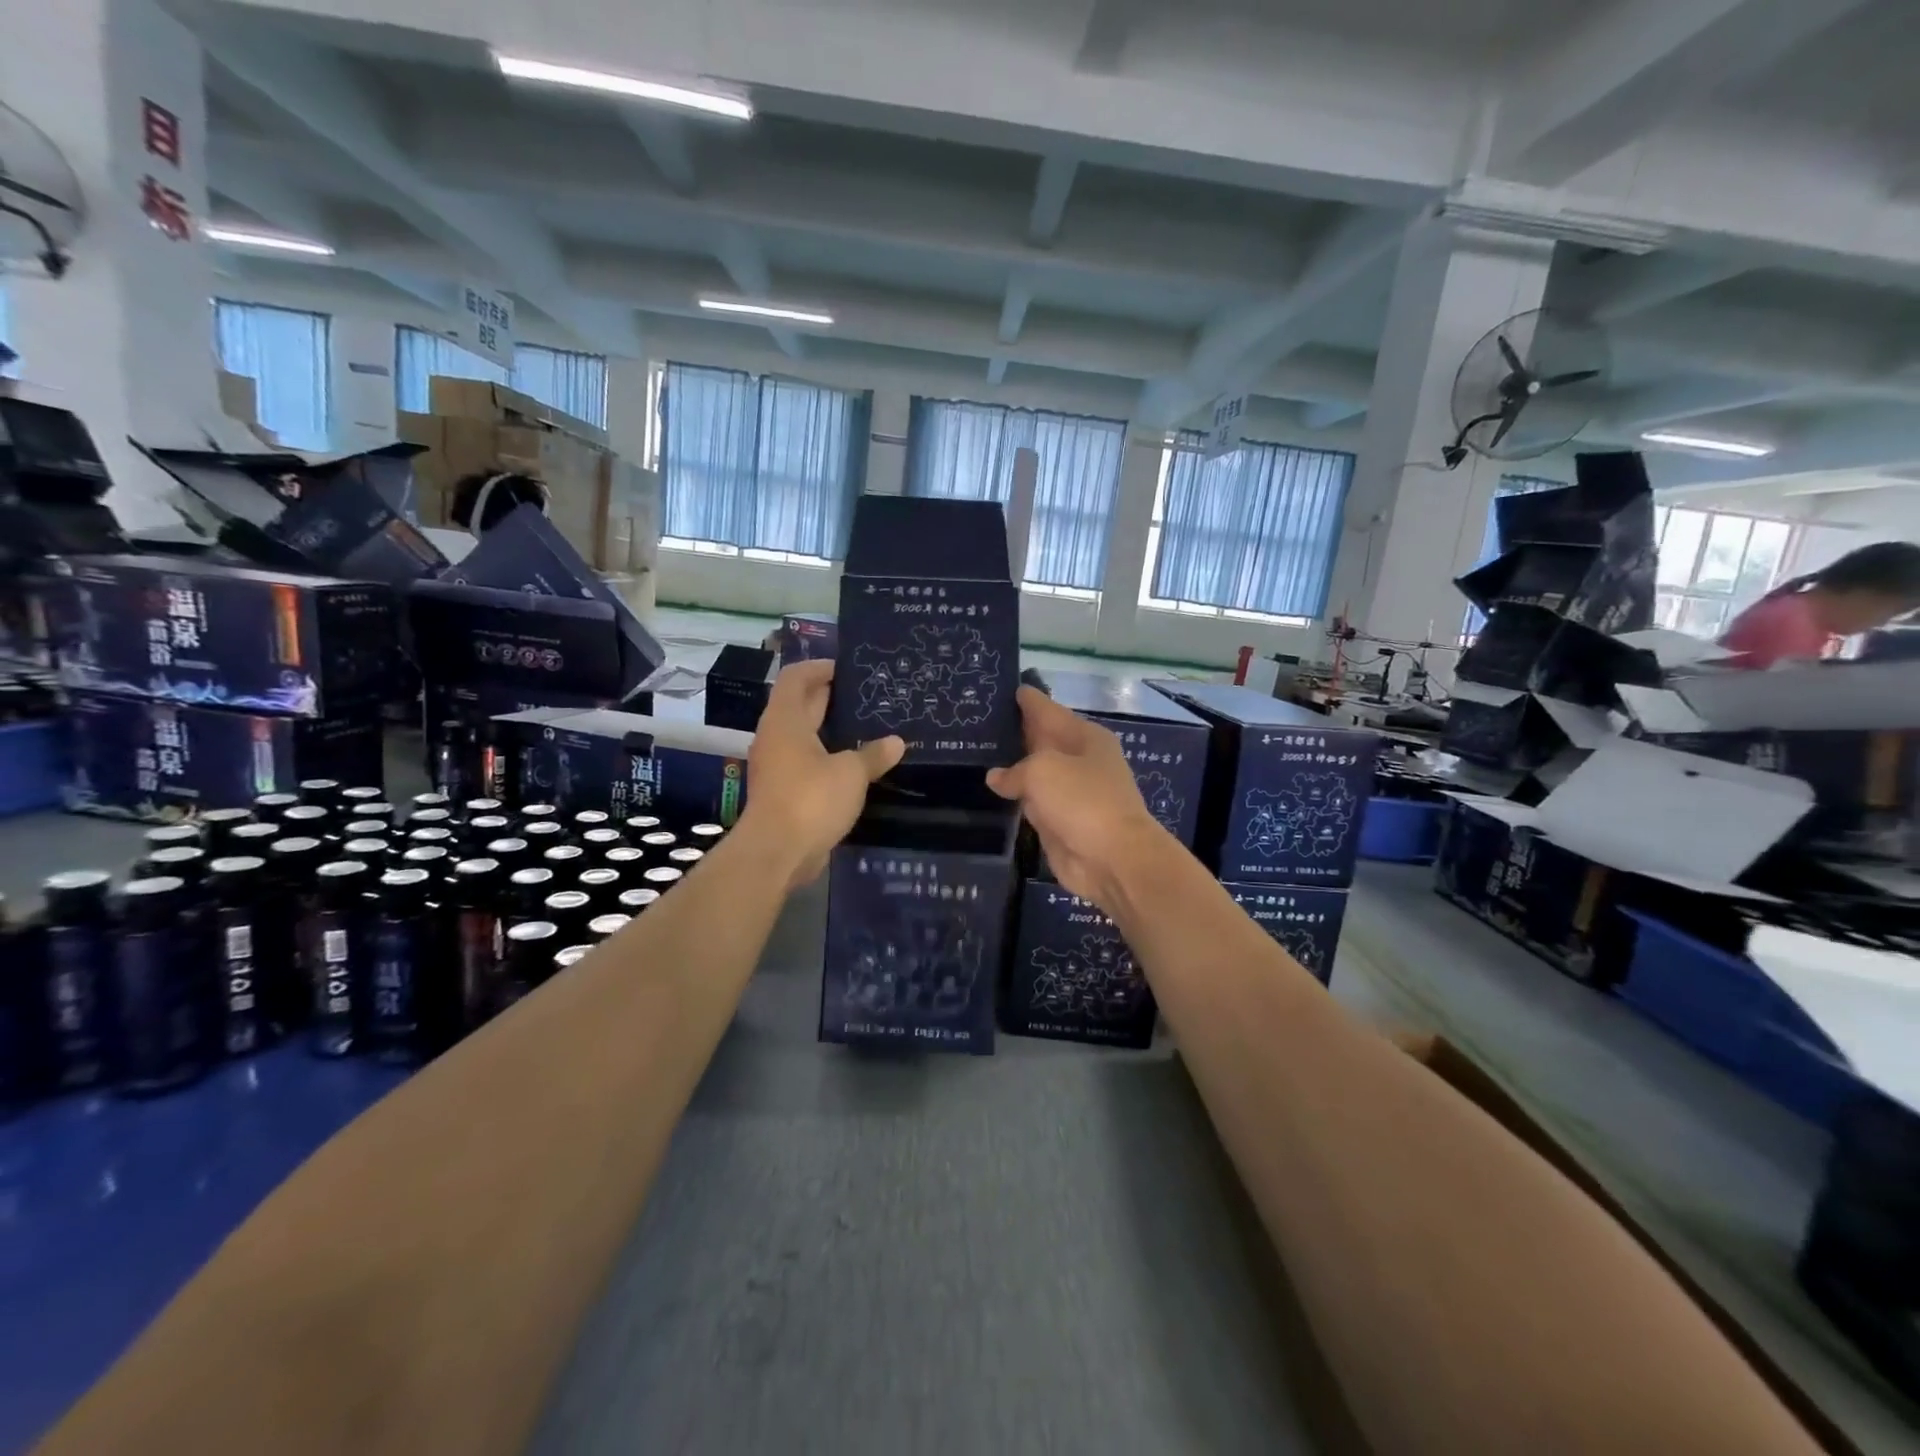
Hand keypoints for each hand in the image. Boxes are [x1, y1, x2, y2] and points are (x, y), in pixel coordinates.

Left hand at [741, 660, 903, 892]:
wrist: (777, 853)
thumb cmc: (811, 799)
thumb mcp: (851, 773)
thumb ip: (873, 754)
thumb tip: (897, 742)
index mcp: (785, 720)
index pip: (795, 678)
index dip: (819, 668)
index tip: (847, 669)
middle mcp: (776, 737)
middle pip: (800, 705)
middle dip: (830, 697)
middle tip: (866, 695)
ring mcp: (777, 766)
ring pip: (804, 736)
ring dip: (830, 730)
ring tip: (866, 727)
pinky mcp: (783, 791)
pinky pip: (807, 762)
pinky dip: (828, 757)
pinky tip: (855, 764)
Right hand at [986, 686, 1170, 909]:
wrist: (1113, 859)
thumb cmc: (1083, 801)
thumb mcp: (1042, 771)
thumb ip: (1014, 770)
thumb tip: (997, 778)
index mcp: (1085, 736)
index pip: (1048, 709)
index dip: (1026, 699)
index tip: (1002, 687)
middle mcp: (1080, 760)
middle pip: (1041, 739)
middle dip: (1015, 731)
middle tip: (979, 720)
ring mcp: (1071, 792)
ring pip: (1034, 772)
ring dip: (1012, 766)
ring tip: (977, 752)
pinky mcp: (1061, 821)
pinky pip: (1032, 802)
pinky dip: (1015, 797)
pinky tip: (991, 790)